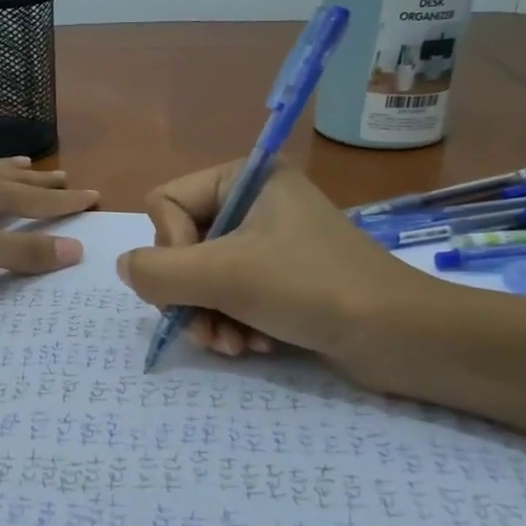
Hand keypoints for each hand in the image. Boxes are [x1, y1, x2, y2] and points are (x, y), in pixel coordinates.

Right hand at [115, 160, 450, 365]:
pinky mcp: (282, 280)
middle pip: (181, 246)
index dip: (171, 248)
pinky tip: (251, 347)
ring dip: (209, 318)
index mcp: (245, 178)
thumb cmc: (312, 288)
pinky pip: (230, 296)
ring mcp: (269, 244)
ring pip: (201, 278)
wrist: (401, 337)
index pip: (165, 204)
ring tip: (232, 346)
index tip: (203, 279)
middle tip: (210, 329)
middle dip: (190, 296)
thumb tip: (123, 267)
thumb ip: (158, 271)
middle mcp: (254, 204)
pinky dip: (232, 324)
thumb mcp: (225, 275)